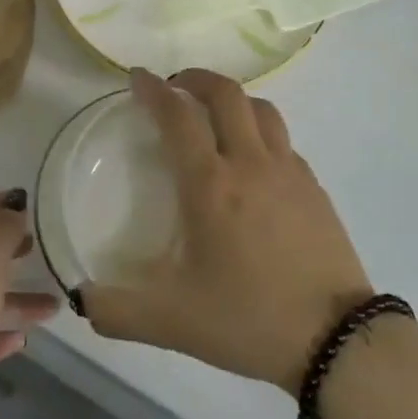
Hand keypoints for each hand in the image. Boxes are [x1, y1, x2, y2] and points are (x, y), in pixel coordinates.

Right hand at [74, 69, 373, 392]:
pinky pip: (283, 139)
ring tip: (216, 112)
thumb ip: (116, 311)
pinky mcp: (314, 187)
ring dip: (233, 98)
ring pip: (261, 109)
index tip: (138, 78)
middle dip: (196, 78)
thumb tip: (80, 298)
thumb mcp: (172, 322)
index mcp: (210, 184)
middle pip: (226, 93)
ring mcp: (288, 171)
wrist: (337, 340)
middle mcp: (249, 163)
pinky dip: (261, 130)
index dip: (154, 90)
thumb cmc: (249, 319)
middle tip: (176, 86)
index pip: (178, 116)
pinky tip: (254, 159)